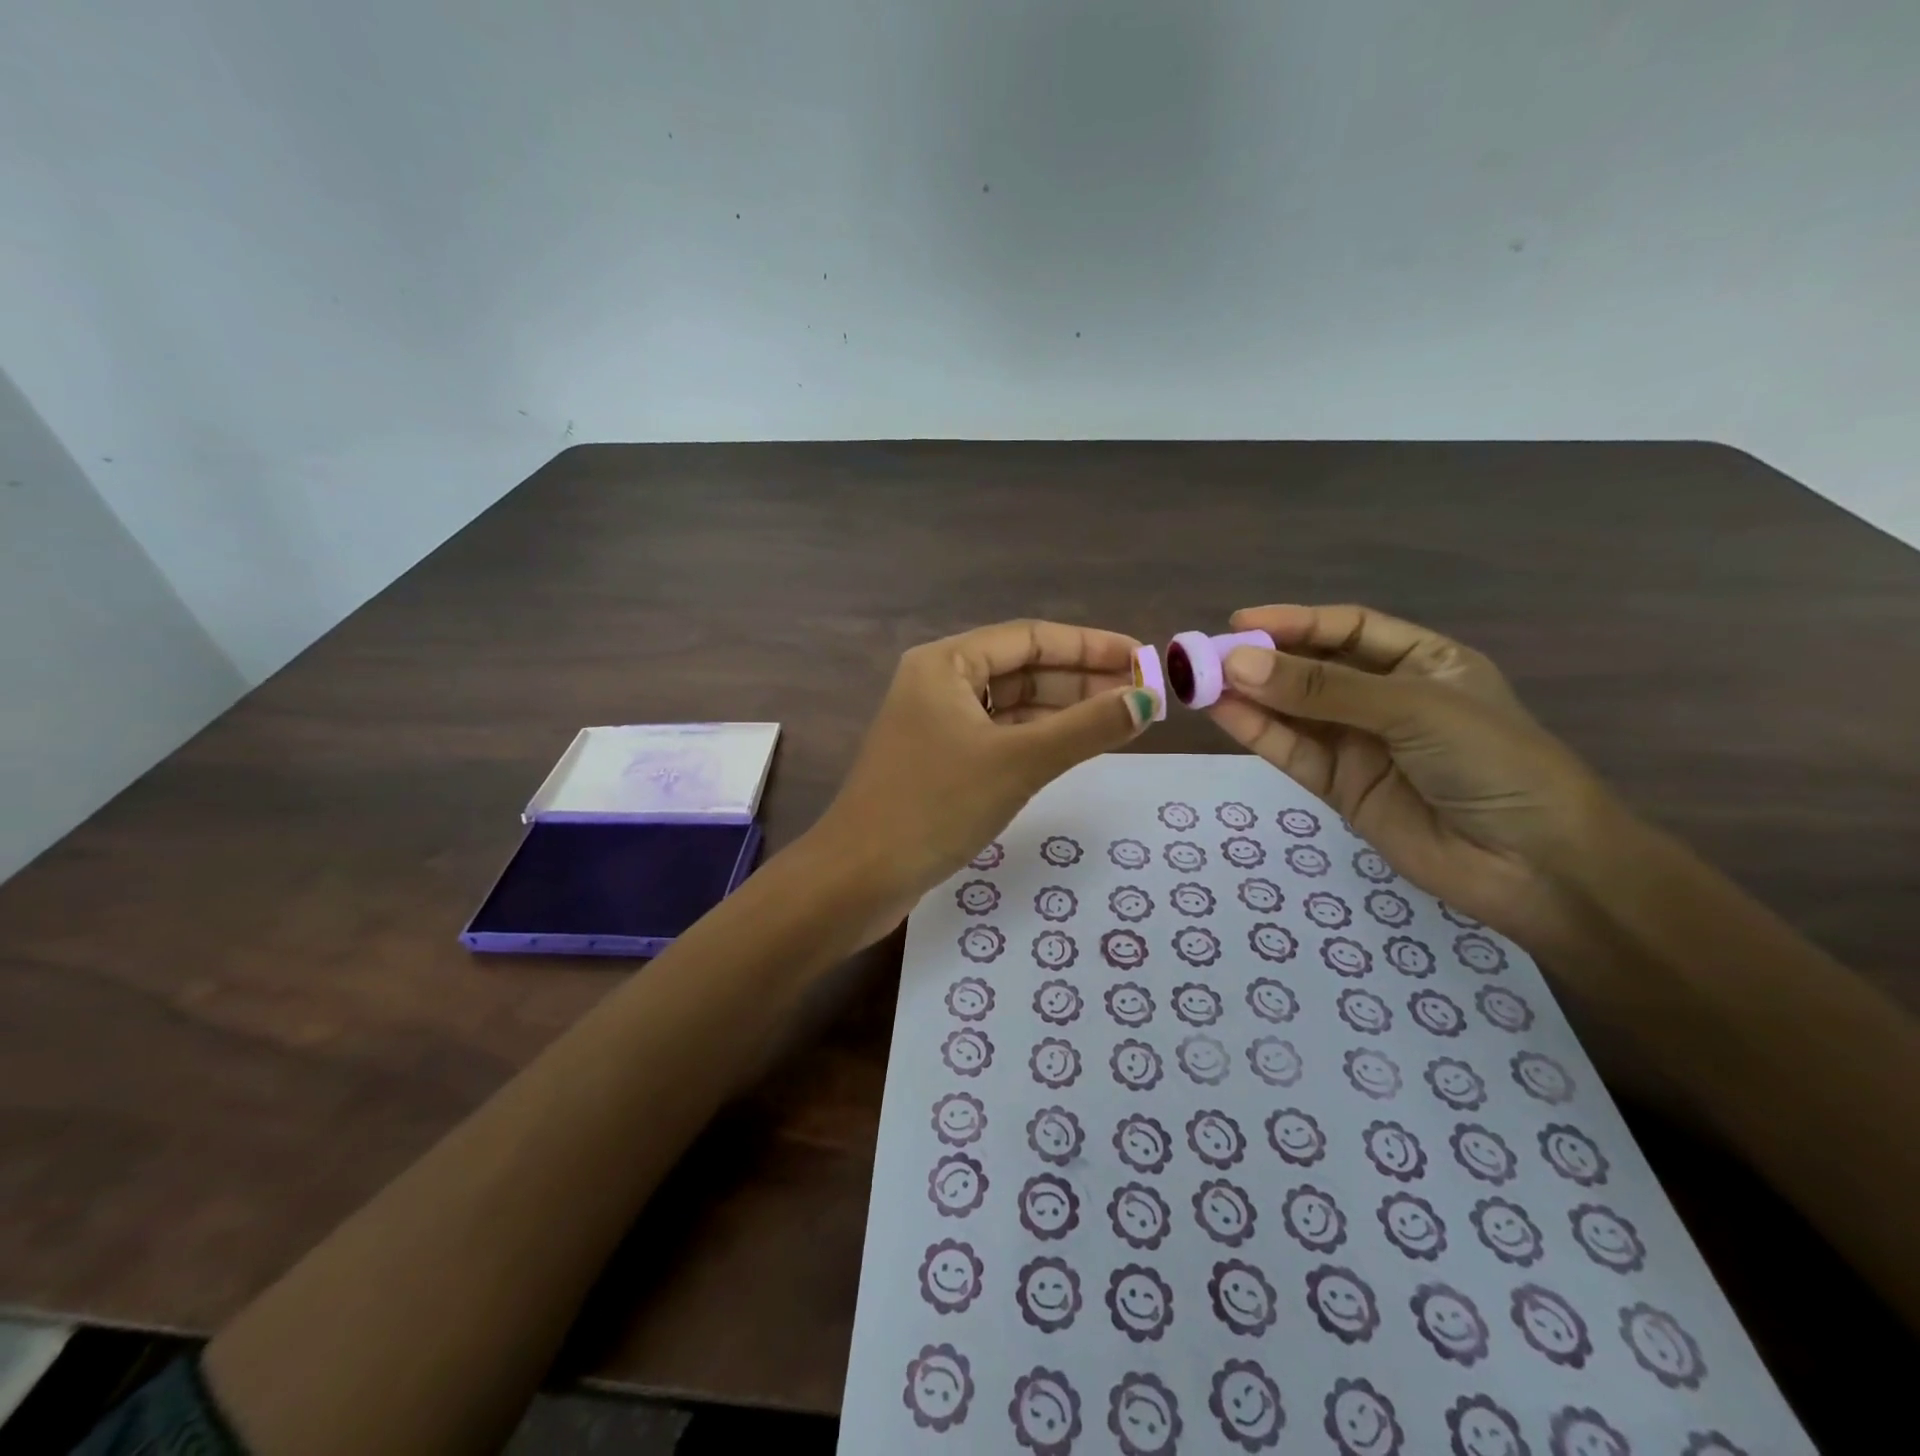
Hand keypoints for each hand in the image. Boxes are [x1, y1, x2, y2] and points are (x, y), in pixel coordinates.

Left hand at [807, 620, 1158, 945]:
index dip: (1090, 646)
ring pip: (1012, 706)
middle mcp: (938, 683)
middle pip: (1022, 669)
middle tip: (1142, 694)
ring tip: (1122, 719)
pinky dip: (1038, 739)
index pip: (1030, 638)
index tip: (1142, 658)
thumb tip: (1147, 701)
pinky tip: (1075, 746)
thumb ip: (1085, 728)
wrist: (859, 877)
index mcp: (945, 662)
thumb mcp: (1018, 762)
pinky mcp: (940, 761)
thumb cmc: (935, 806)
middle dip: (1081, 680)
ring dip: (1063, 711)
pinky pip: (1000, 736)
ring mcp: (937, 724)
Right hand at [1206, 604, 1618, 951]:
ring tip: (1198, 682)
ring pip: (1293, 712)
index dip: (1295, 622)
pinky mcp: (1339, 787)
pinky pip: (1291, 751)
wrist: (1536, 867)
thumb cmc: (1494, 763)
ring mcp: (1360, 744)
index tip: (1240, 623)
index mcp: (1423, 662)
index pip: (1348, 630)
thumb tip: (1238, 662)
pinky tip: (1221, 711)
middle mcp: (1386, 698)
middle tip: (1206, 655)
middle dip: (1262, 660)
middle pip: (1312, 669)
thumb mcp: (1412, 709)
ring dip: (1248, 695)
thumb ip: (1323, 689)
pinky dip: (1256, 731)